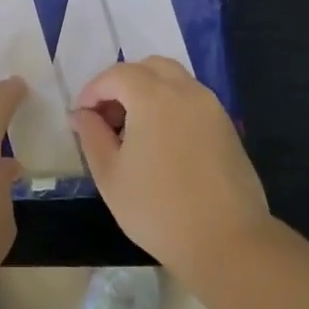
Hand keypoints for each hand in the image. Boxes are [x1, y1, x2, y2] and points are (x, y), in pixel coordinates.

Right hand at [71, 58, 269, 273]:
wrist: (226, 241)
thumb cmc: (157, 209)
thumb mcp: (110, 175)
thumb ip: (91, 136)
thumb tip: (81, 115)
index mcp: (153, 97)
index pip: (117, 74)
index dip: (93, 91)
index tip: (81, 117)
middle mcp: (186, 91)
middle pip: (149, 67)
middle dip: (123, 83)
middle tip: (107, 117)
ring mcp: (212, 107)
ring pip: (175, 80)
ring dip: (149, 92)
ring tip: (133, 130)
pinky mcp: (227, 127)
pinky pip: (192, 101)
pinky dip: (171, 106)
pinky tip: (161, 143)